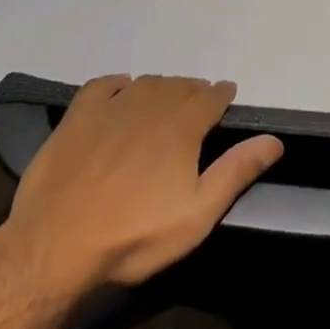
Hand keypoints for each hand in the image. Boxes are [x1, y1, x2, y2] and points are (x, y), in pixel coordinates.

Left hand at [0, 75, 282, 300]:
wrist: (55, 245)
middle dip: (194, 91)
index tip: (229, 93)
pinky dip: (118, 83)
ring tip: (167, 97)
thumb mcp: (197, 214)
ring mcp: (110, 108)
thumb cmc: (135, 235)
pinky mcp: (76, 117)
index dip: (222, 94)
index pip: (210, 99)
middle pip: (179, 87)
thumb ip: (236, 172)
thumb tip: (273, 140)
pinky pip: (102, 85)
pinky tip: (121, 89)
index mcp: (181, 127)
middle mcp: (149, 106)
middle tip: (200, 101)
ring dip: (162, 87)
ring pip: (145, 84)